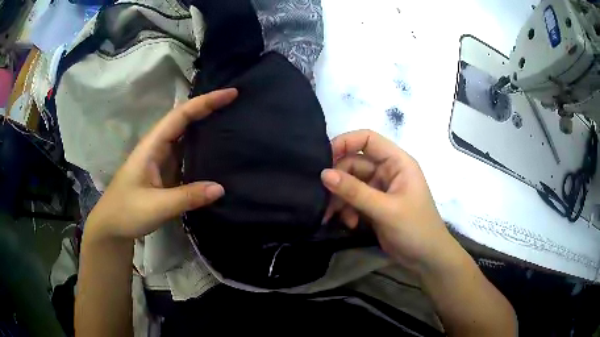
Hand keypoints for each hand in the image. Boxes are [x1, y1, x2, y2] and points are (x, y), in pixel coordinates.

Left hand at [85, 89, 237, 239]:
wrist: (111, 227)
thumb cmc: (126, 212)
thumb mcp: (156, 207)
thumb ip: (188, 197)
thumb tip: (221, 188)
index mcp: (152, 145)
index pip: (181, 115)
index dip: (205, 102)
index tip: (231, 93)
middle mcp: (157, 147)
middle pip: (184, 119)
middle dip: (208, 107)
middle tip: (236, 102)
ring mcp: (161, 160)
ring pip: (185, 136)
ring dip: (205, 125)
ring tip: (231, 120)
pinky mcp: (165, 173)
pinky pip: (186, 154)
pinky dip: (201, 148)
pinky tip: (215, 151)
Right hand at [321, 130, 452, 270]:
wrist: (426, 258)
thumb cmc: (415, 228)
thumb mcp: (385, 209)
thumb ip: (355, 191)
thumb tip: (323, 174)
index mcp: (397, 162)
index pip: (368, 139)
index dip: (345, 143)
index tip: (323, 159)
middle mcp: (388, 170)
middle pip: (354, 163)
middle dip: (339, 180)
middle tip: (324, 198)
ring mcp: (380, 188)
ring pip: (351, 183)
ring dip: (340, 198)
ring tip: (333, 215)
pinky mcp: (374, 205)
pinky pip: (353, 199)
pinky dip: (347, 209)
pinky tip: (350, 223)